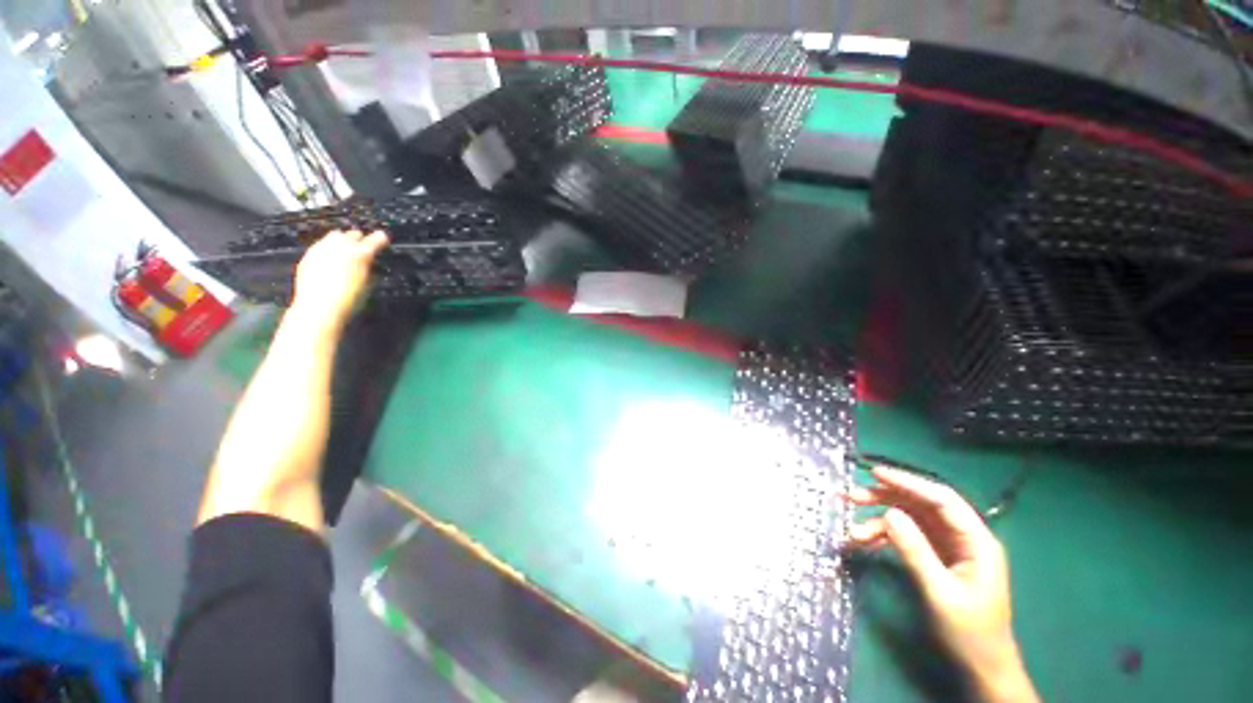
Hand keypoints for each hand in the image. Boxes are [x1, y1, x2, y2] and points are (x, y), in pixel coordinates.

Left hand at [290, 229, 388, 333]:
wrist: (319, 307)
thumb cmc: (349, 299)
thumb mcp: (367, 284)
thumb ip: (369, 268)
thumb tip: (369, 263)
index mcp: (360, 254)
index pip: (375, 239)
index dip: (380, 239)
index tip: (383, 239)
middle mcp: (341, 246)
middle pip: (352, 233)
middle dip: (359, 239)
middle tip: (363, 247)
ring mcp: (322, 248)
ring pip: (334, 236)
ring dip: (342, 241)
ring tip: (345, 251)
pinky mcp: (308, 255)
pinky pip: (321, 245)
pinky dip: (328, 249)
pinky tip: (330, 260)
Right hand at [848, 466, 1038, 702]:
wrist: (982, 668)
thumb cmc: (969, 633)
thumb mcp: (940, 593)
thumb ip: (916, 551)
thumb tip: (889, 513)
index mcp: (977, 542)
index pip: (941, 500)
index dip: (908, 483)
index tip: (874, 474)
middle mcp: (963, 538)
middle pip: (922, 506)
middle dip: (886, 499)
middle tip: (853, 497)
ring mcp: (949, 548)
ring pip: (910, 520)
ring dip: (880, 521)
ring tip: (853, 531)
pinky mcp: (937, 558)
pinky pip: (907, 537)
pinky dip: (885, 537)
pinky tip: (864, 543)